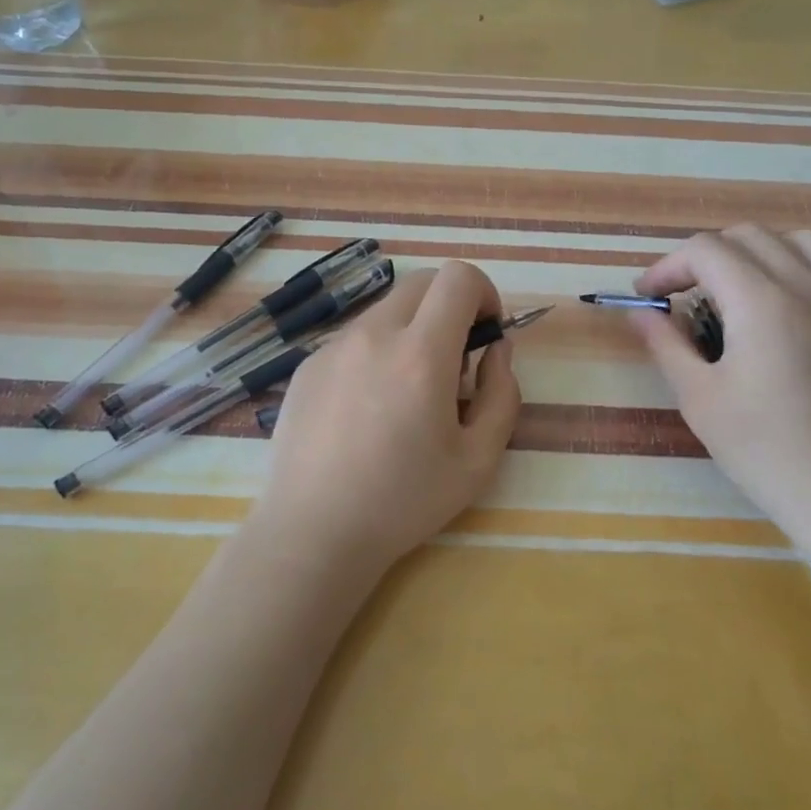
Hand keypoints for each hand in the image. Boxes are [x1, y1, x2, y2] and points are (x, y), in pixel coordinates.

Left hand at [244, 262, 521, 581]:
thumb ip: (503, 393)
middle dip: (450, 306)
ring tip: (408, 393)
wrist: (314, 532)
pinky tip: (368, 409)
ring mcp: (333, 347)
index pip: (457, 278)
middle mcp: (373, 335)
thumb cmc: (404, 501)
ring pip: (386, 310)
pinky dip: (377, 352)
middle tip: (455, 361)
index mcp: (421, 353)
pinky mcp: (307, 365)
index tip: (486, 332)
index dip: (484, 292)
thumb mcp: (479, 459)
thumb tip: (495, 350)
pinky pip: (355, 338)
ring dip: (412, 330)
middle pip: (421, 283)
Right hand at [630, 226, 810, 548]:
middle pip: (749, 236)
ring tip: (739, 290)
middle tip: (683, 297)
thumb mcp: (698, 398)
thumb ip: (665, 344)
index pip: (705, 250)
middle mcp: (808, 286)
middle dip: (705, 257)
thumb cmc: (764, 449)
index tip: (646, 298)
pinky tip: (801, 303)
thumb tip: (640, 313)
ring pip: (802, 242)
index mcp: (761, 300)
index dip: (666, 267)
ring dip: (760, 253)